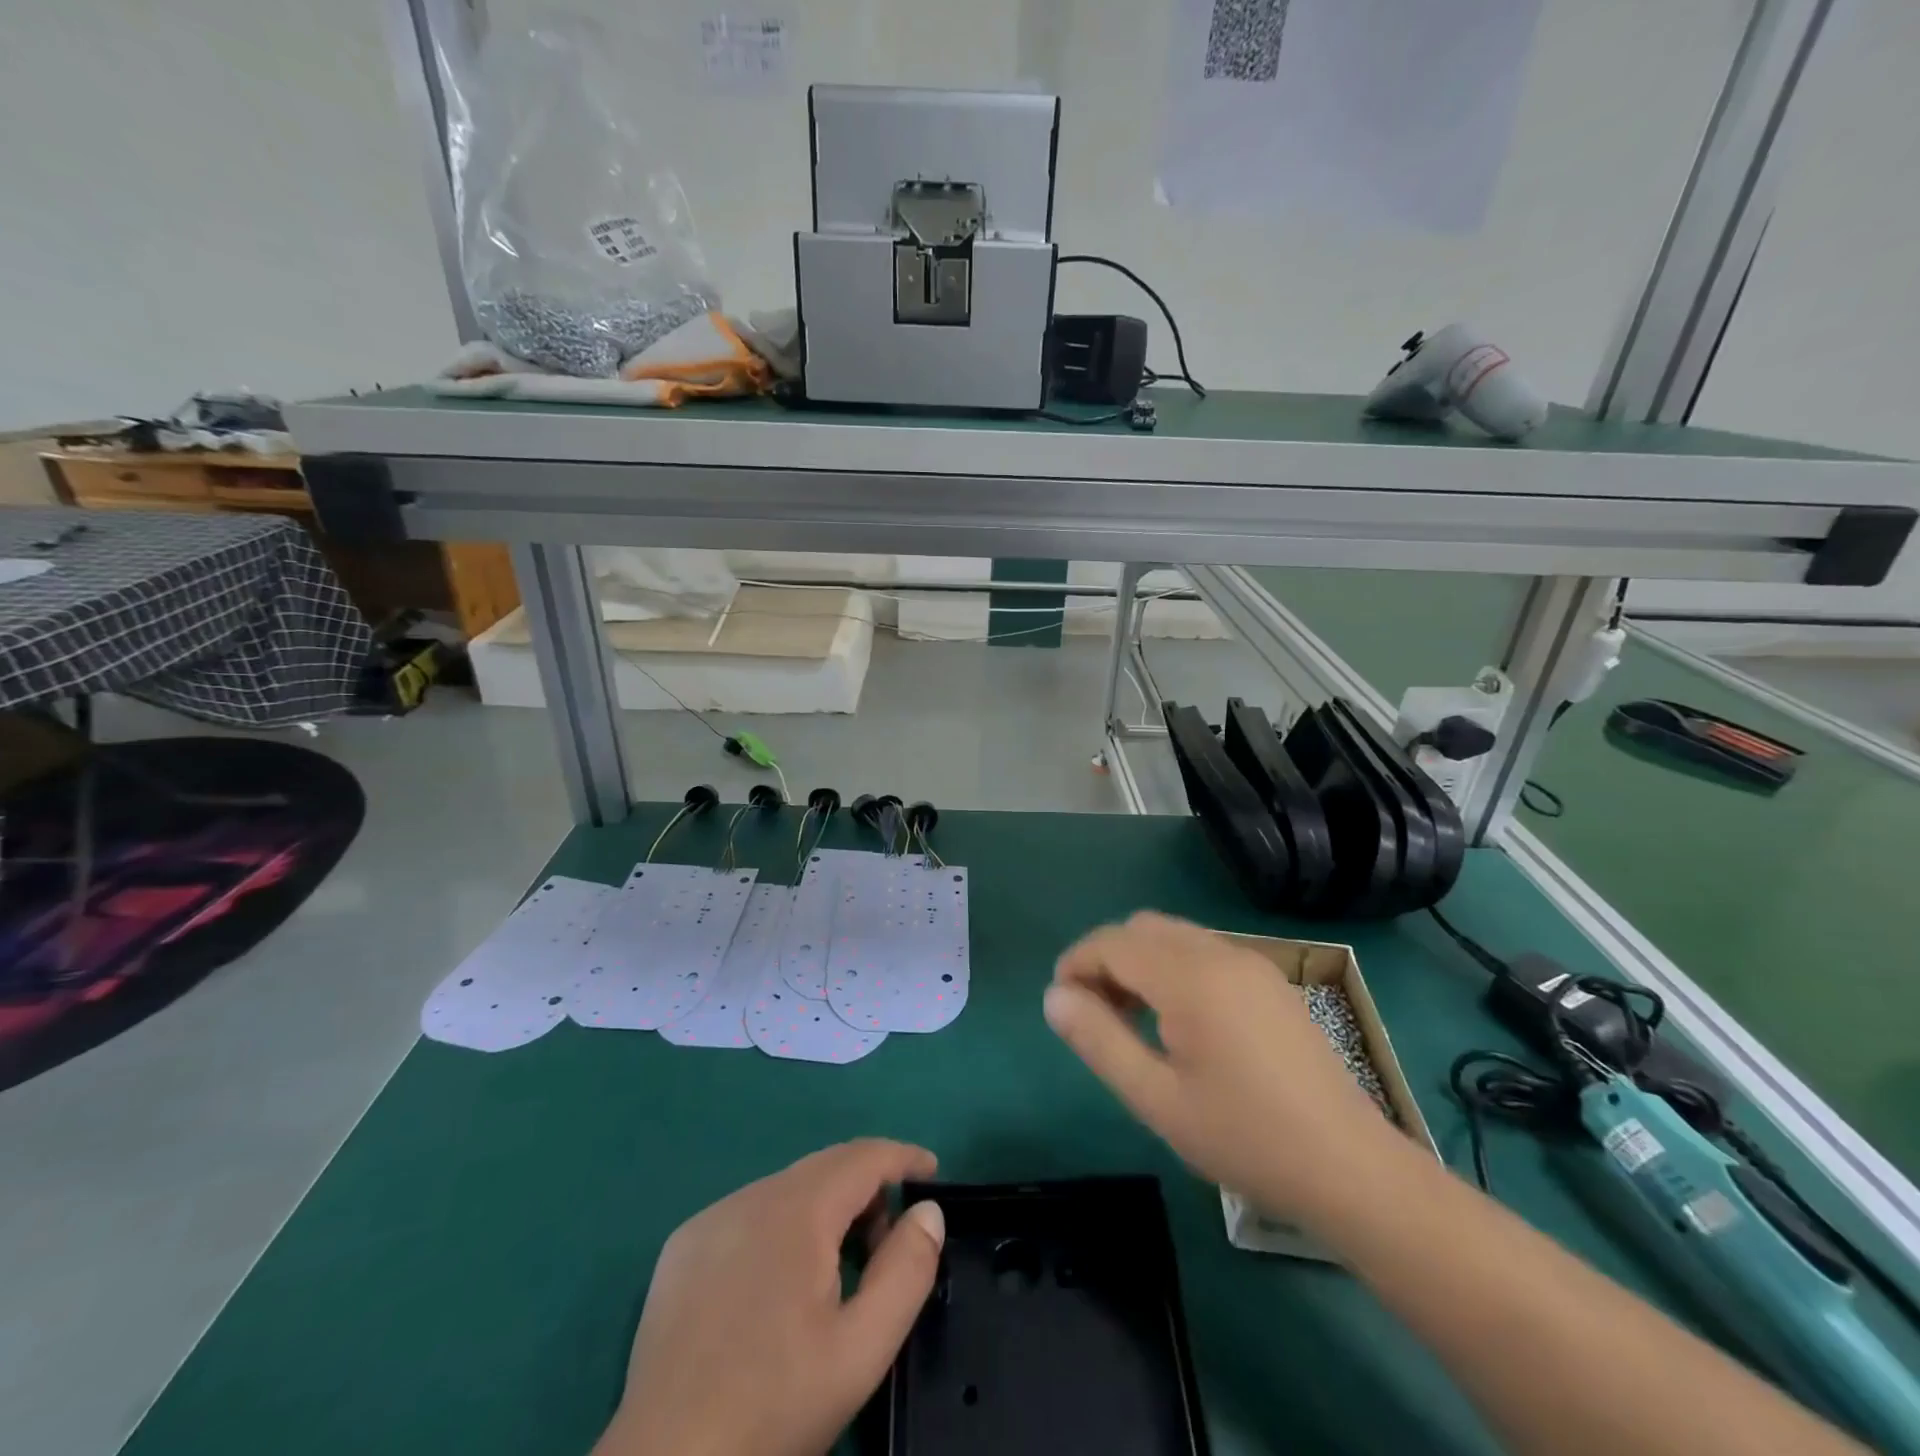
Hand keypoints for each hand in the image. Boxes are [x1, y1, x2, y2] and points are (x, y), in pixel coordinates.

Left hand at [598, 1139, 944, 1455]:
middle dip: (868, 1188)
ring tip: (836, 1272)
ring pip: (787, 1188)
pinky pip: (749, 1213)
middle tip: (889, 1242)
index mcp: (798, 1210)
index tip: (933, 1172)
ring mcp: (711, 1218)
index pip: (864, 1156)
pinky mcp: (682, 1247)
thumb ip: (905, 1272)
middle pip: (826, 1166)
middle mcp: (753, 1196)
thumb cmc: (771, 1409)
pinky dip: (782, 1227)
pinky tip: (778, 1288)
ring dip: (825, 1209)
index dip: (903, 1157)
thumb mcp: (860, 1351)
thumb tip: (929, 1211)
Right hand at [1045, 912, 1407, 1226]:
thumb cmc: (1245, 1138)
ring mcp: (1251, 963)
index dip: (1077, 964)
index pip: (1113, 942)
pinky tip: (1177, 1020)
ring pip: (1173, 935)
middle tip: (1095, 1014)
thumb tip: (1054, 997)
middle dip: (1106, 959)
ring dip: (1139, 961)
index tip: (1061, 1004)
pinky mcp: (1269, 980)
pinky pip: (1203, 951)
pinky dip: (1172, 967)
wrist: (1351, 1169)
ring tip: (1130, 1020)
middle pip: (1142, 928)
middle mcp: (1220, 953)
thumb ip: (1099, 1040)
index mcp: (1190, 977)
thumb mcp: (1157, 1099)